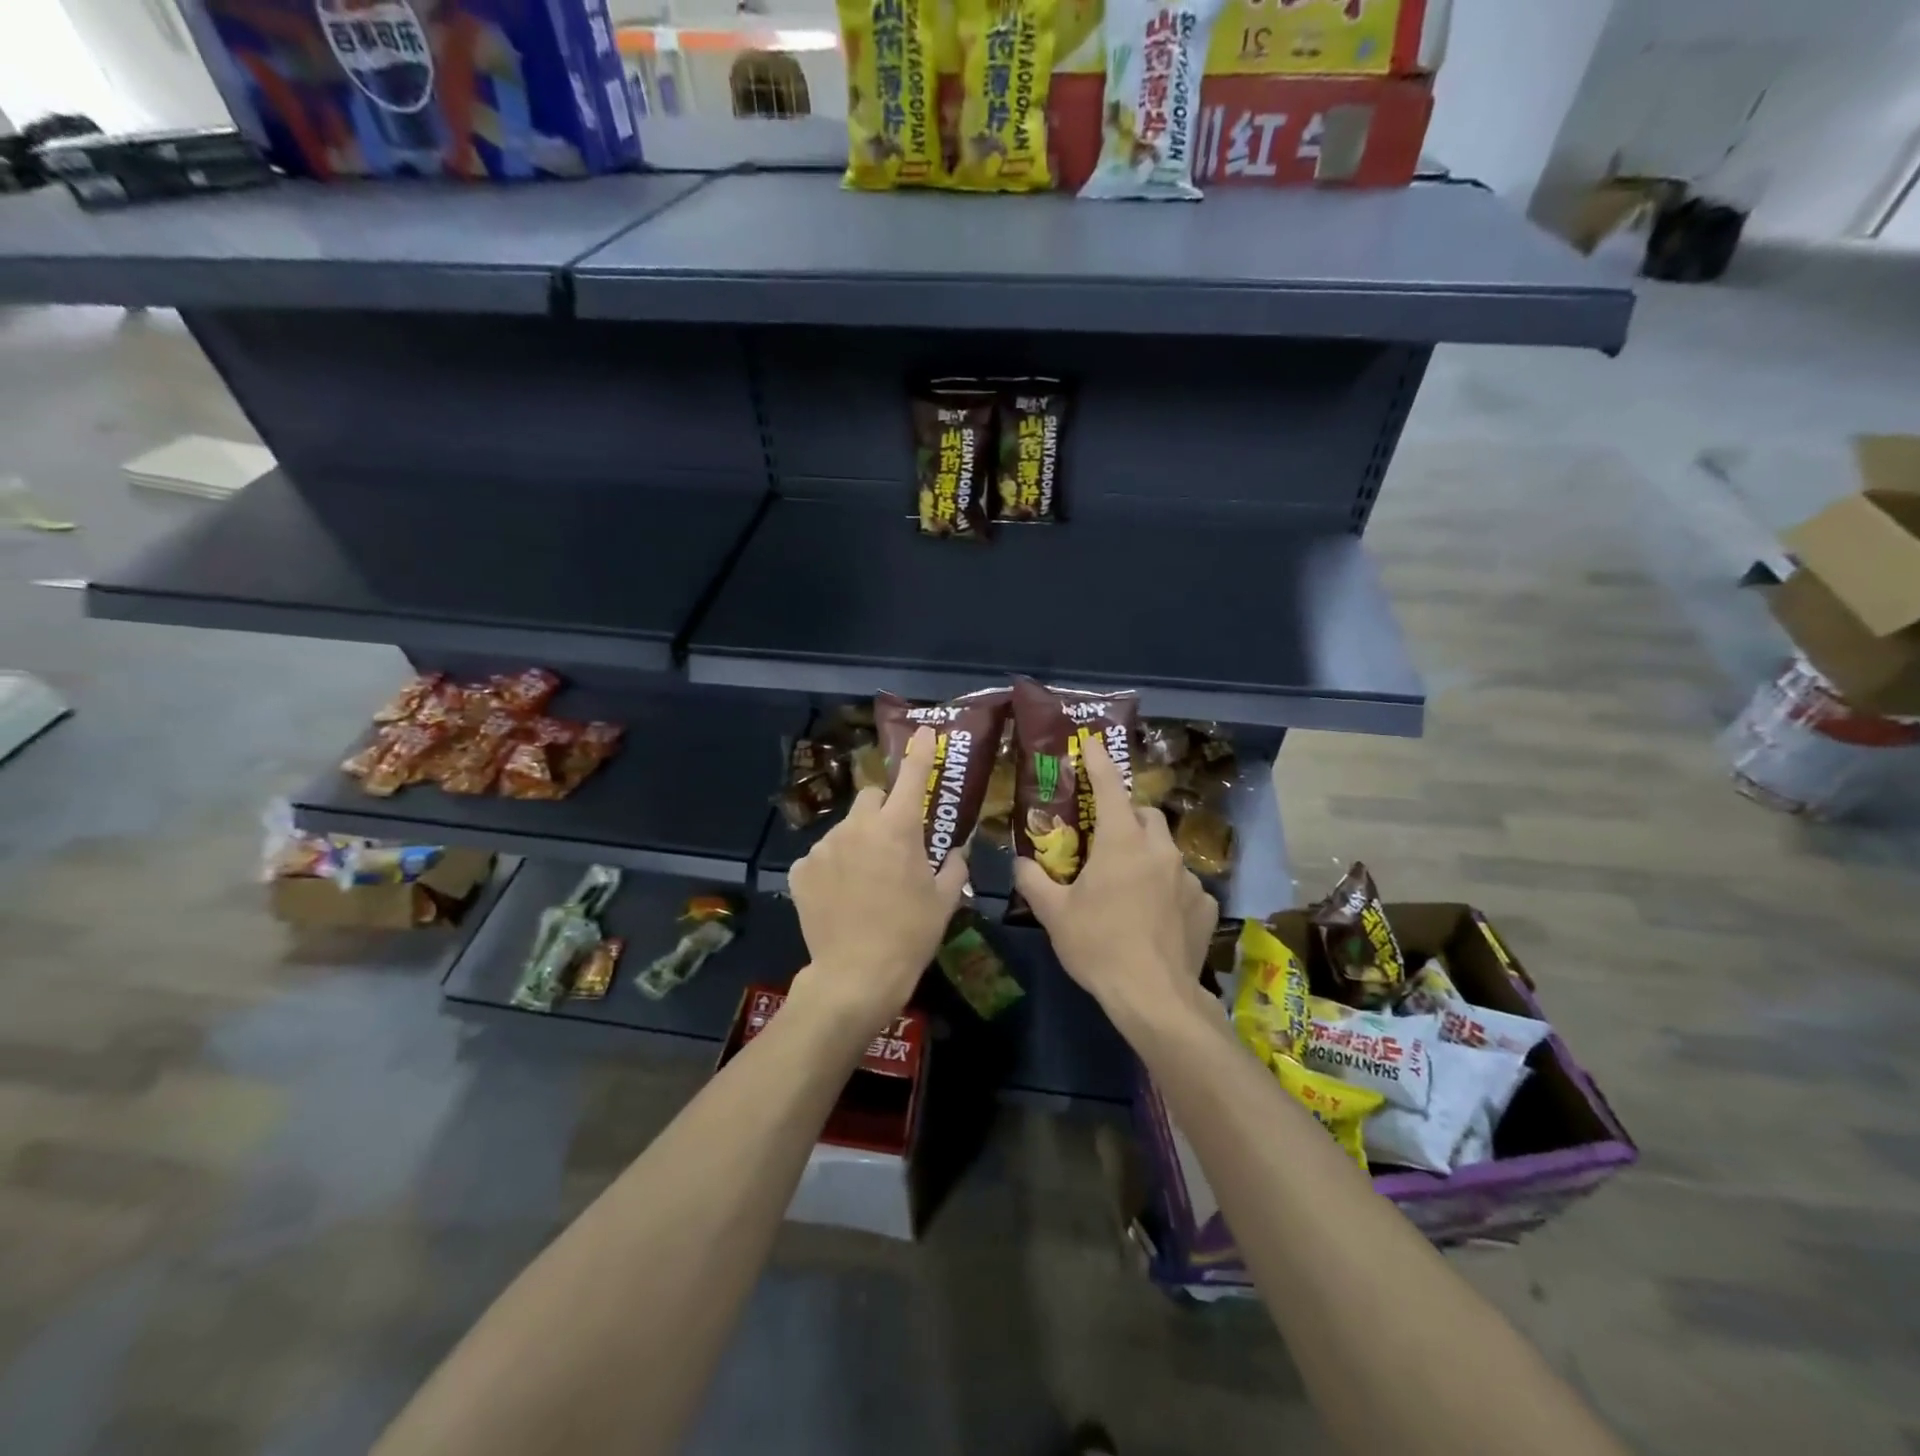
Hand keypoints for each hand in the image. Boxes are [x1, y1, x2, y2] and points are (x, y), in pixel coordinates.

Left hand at [788, 727, 969, 1032]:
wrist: (855, 976)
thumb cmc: (910, 935)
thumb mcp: (943, 901)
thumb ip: (953, 866)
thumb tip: (956, 851)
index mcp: (897, 829)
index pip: (911, 777)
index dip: (919, 752)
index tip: (922, 733)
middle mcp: (858, 827)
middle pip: (871, 797)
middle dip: (883, 810)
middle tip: (893, 843)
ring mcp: (824, 846)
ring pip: (846, 829)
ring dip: (857, 842)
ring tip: (865, 882)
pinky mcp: (801, 869)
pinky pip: (822, 856)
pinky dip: (833, 868)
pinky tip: (840, 897)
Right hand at [1012, 734, 1217, 1035]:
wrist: (1154, 997)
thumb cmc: (1098, 946)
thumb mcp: (1054, 914)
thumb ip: (1033, 880)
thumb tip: (1021, 863)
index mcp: (1122, 842)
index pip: (1110, 787)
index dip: (1099, 762)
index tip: (1093, 743)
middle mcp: (1160, 850)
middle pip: (1146, 814)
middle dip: (1127, 815)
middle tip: (1106, 837)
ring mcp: (1188, 877)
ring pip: (1165, 850)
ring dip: (1147, 855)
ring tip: (1129, 884)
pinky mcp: (1205, 905)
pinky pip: (1183, 884)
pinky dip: (1167, 889)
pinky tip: (1155, 916)